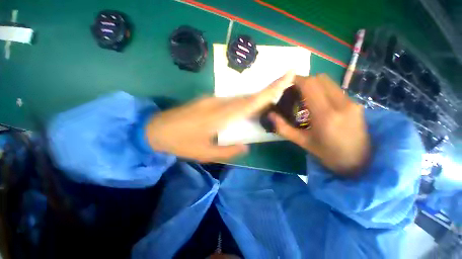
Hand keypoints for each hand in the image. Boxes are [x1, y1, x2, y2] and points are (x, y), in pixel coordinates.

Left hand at [145, 71, 295, 161]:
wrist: (155, 130)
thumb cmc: (181, 143)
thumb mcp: (205, 154)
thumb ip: (228, 152)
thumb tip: (245, 147)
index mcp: (220, 116)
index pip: (251, 101)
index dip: (270, 90)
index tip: (287, 77)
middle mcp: (219, 103)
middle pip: (248, 97)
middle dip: (266, 93)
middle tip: (282, 94)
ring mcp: (212, 99)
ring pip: (239, 98)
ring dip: (254, 100)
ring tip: (266, 105)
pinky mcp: (207, 100)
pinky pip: (230, 100)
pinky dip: (241, 104)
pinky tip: (245, 110)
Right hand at [269, 74, 369, 175]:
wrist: (360, 162)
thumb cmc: (328, 154)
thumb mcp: (302, 142)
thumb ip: (284, 128)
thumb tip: (270, 115)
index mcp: (325, 115)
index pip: (310, 85)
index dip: (297, 79)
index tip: (286, 83)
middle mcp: (341, 104)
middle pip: (320, 79)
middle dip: (304, 81)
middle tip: (293, 91)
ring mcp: (351, 102)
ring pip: (328, 82)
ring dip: (314, 85)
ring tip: (304, 97)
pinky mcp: (356, 103)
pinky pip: (335, 89)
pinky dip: (322, 90)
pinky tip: (318, 103)